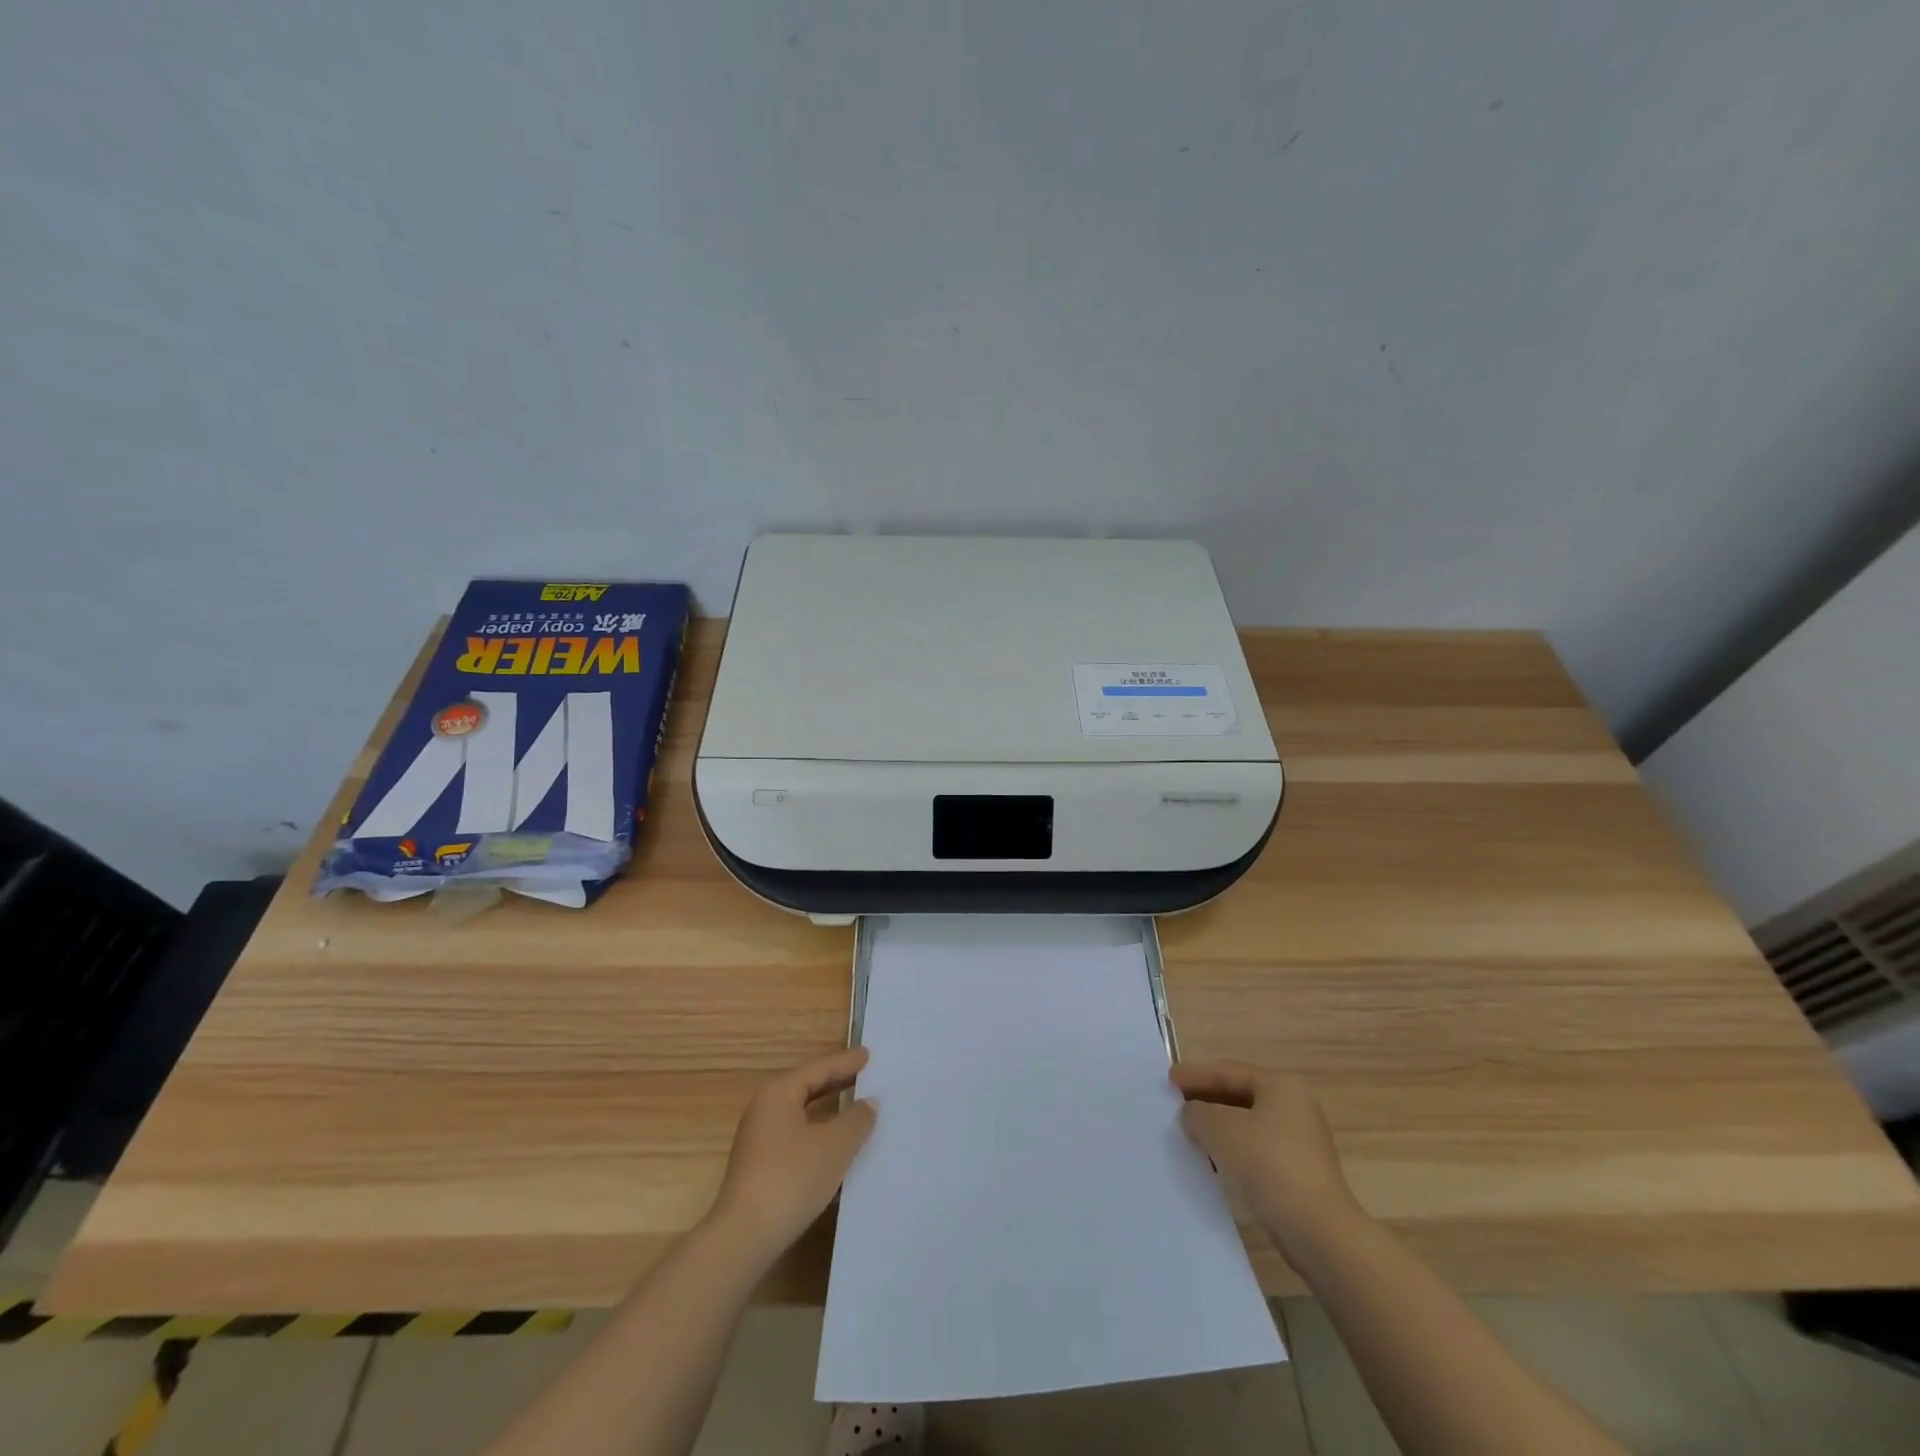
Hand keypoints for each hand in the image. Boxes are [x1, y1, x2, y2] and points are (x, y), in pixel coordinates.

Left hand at [707, 1047, 876, 1267]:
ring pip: (802, 1115)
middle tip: (866, 1076)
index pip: (819, 1068)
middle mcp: (764, 1109)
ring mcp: (758, 1140)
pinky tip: (837, 1150)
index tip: (869, 1055)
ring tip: (857, 1111)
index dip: (846, 1062)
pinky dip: (819, 1136)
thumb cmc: (792, 1178)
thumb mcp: (835, 1145)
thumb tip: (868, 1103)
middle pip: (807, 1087)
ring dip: (829, 1113)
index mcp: (779, 1093)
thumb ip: (857, 1118)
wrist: (744, 1237)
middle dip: (837, 1083)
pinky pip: (796, 1138)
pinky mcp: (759, 1167)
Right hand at [1171, 1061, 1363, 1263]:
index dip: (1196, 1073)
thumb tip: (1192, 1114)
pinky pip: (1258, 1150)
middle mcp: (1296, 1108)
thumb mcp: (1220, 1129)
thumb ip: (1197, 1113)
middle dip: (1207, 1099)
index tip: (1169, 1079)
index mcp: (1281, 1087)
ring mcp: (1302, 1143)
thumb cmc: (1268, 1166)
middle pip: (1241, 1095)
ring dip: (1219, 1127)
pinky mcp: (1301, 1174)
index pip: (1230, 1071)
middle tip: (1177, 1102)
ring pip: (1249, 1125)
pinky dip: (1234, 1150)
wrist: (1318, 1233)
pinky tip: (1214, 1161)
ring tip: (1190, 1132)